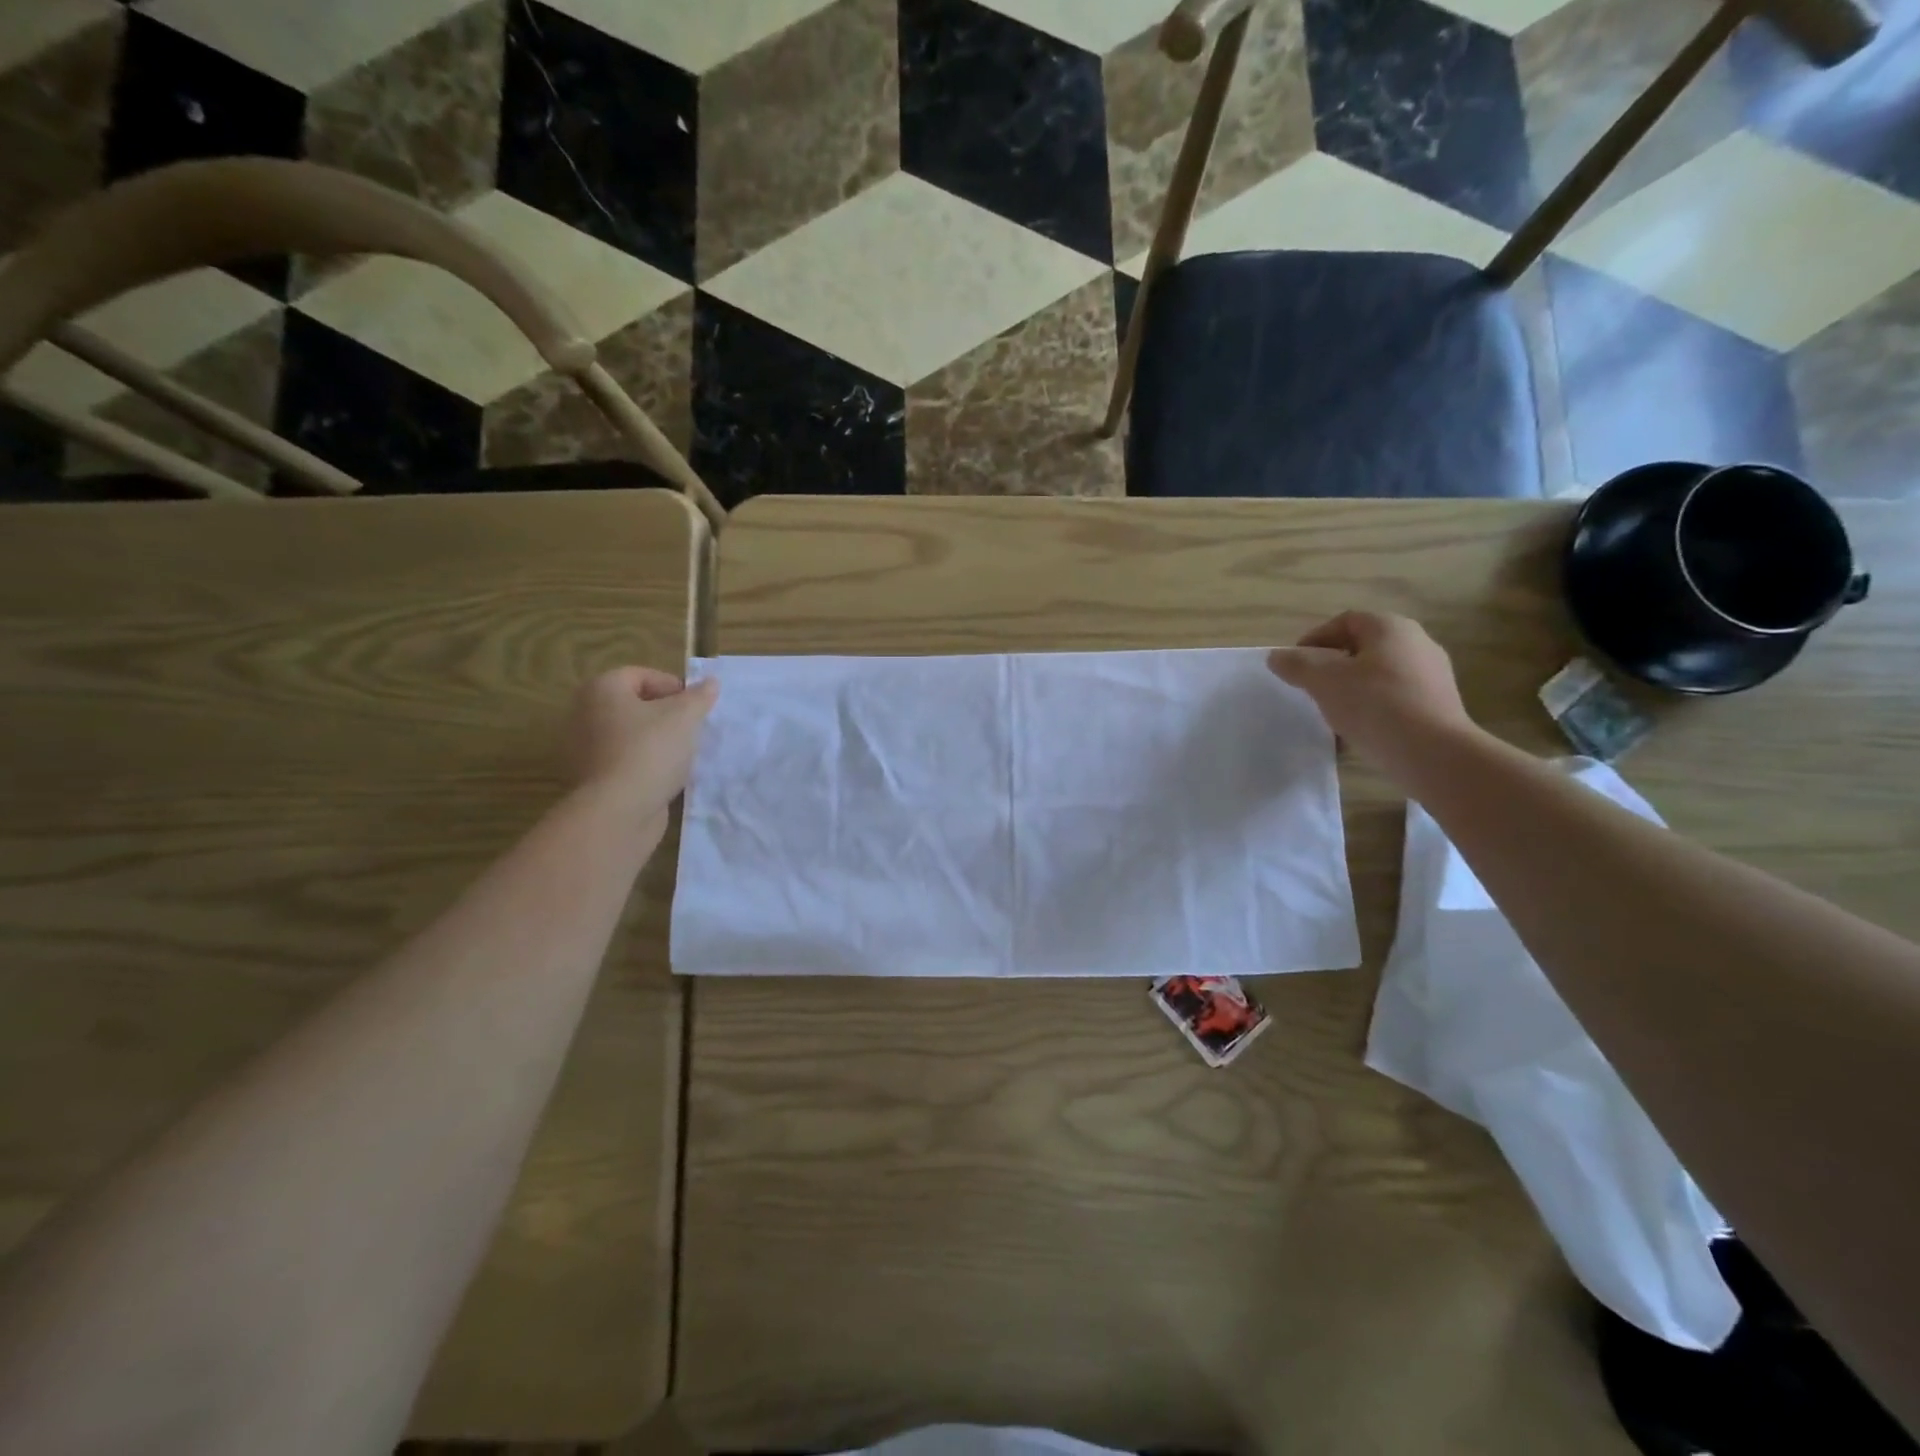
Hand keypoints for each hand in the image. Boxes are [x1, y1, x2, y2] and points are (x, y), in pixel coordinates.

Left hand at [568, 667, 717, 818]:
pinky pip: (625, 759)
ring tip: (683, 753)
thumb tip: (710, 682)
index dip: (673, 686)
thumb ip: (699, 696)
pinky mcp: (591, 777)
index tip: (696, 707)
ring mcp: (584, 747)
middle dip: (666, 714)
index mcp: (602, 689)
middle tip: (692, 728)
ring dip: (657, 739)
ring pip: (630, 734)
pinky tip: (666, 774)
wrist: (619, 811)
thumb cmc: (650, 751)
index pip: (642, 675)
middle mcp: (585, 713)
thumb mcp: (685, 717)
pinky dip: (645, 762)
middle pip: (634, 704)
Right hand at [1266, 611, 1478, 778]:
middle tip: (1311, 688)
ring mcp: (1432, 674)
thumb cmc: (1374, 705)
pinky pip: (1395, 698)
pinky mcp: (1438, 704)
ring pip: (1378, 675)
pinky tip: (1357, 731)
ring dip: (1351, 689)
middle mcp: (1417, 643)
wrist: (1433, 753)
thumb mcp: (1323, 682)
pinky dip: (1372, 708)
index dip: (1315, 639)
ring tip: (1331, 713)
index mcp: (1390, 628)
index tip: (1296, 665)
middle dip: (1332, 666)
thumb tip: (1277, 656)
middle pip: (1362, 648)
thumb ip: (1296, 665)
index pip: (1345, 621)